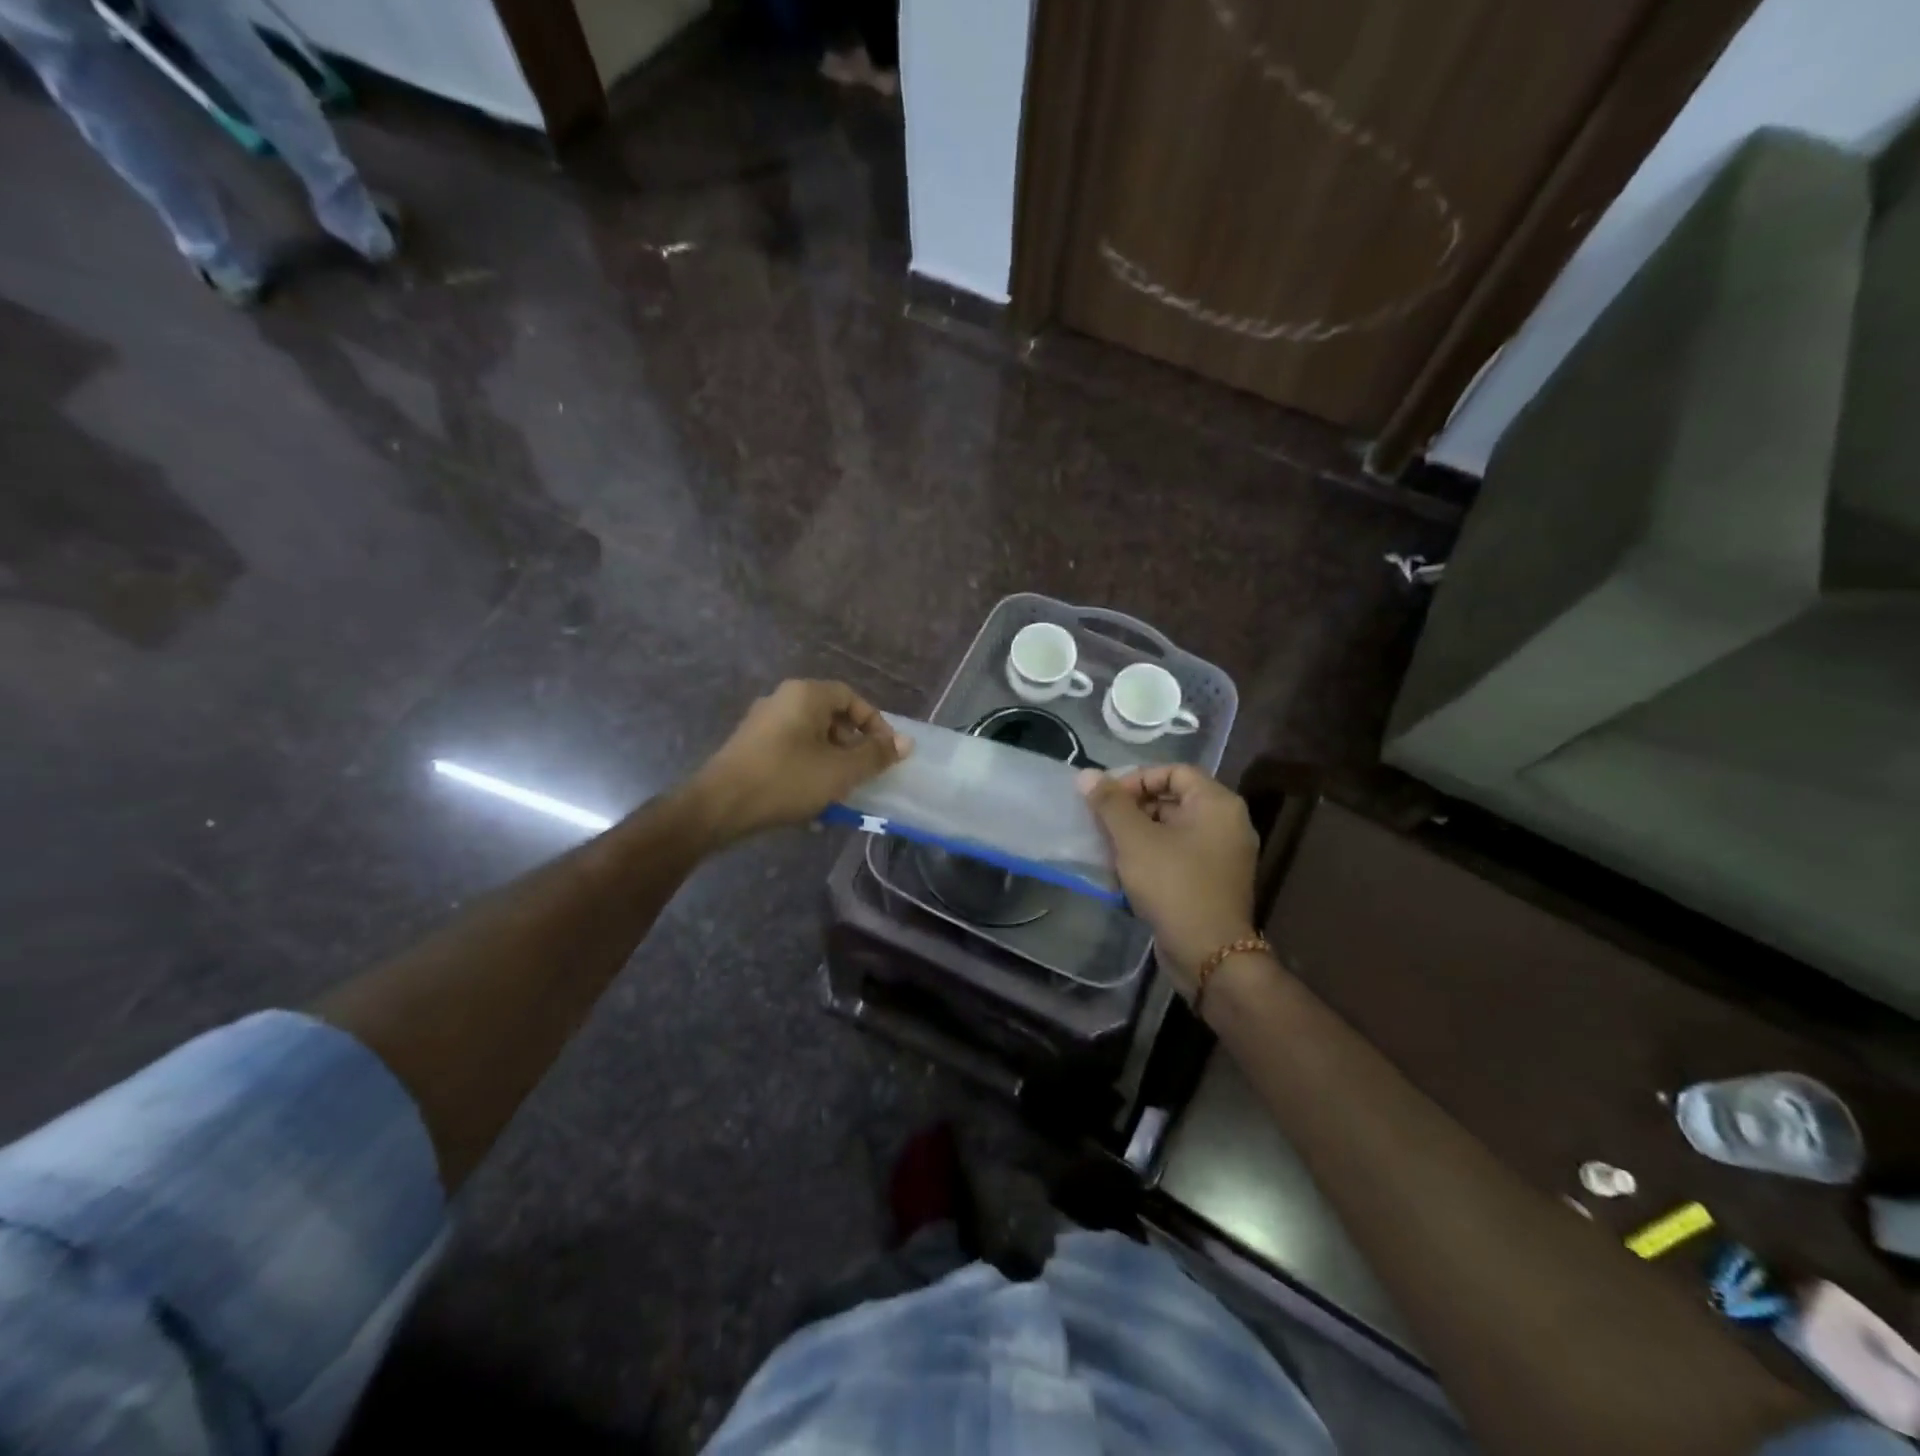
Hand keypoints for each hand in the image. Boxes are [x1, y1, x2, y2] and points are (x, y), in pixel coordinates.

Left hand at [690, 680, 910, 843]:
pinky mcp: (749, 747)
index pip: (851, 697)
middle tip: (864, 772)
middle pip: (830, 716)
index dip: (874, 722)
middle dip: (853, 745)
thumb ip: (875, 755)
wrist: (719, 806)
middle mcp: (782, 700)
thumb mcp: (840, 771)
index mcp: (805, 695)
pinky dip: (808, 768)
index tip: (885, 751)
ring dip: (831, 761)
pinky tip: (811, 799)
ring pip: (811, 737)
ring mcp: (762, 723)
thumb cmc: (786, 780)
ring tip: (841, 790)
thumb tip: (906, 742)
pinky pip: (790, 751)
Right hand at [1081, 765, 1258, 987]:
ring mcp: (1224, 854)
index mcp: (1217, 804)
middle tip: (1103, 823)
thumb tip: (1087, 775)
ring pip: (1174, 829)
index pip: (1174, 771)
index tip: (1107, 798)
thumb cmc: (1173, 885)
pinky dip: (1154, 855)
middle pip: (1174, 799)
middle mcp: (1228, 823)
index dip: (1137, 779)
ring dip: (1139, 834)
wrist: (1209, 953)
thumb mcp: (1134, 839)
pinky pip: (1180, 854)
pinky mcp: (1215, 881)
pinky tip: (1125, 872)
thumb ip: (1110, 804)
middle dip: (1134, 808)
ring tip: (1109, 848)